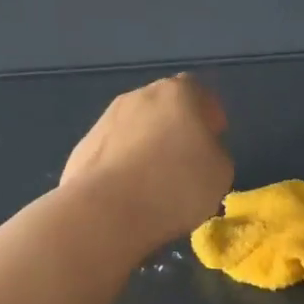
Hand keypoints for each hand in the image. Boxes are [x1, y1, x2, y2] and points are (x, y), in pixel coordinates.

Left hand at [61, 74, 233, 249]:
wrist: (105, 211)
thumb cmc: (175, 185)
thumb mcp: (221, 171)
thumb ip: (214, 152)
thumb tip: (199, 151)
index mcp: (177, 93)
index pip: (199, 92)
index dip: (208, 115)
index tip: (213, 139)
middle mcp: (139, 96)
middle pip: (164, 107)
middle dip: (175, 129)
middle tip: (185, 162)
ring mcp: (105, 120)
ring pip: (135, 129)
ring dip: (146, 147)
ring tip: (154, 185)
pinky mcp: (82, 148)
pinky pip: (113, 153)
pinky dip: (122, 167)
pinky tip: (127, 195)